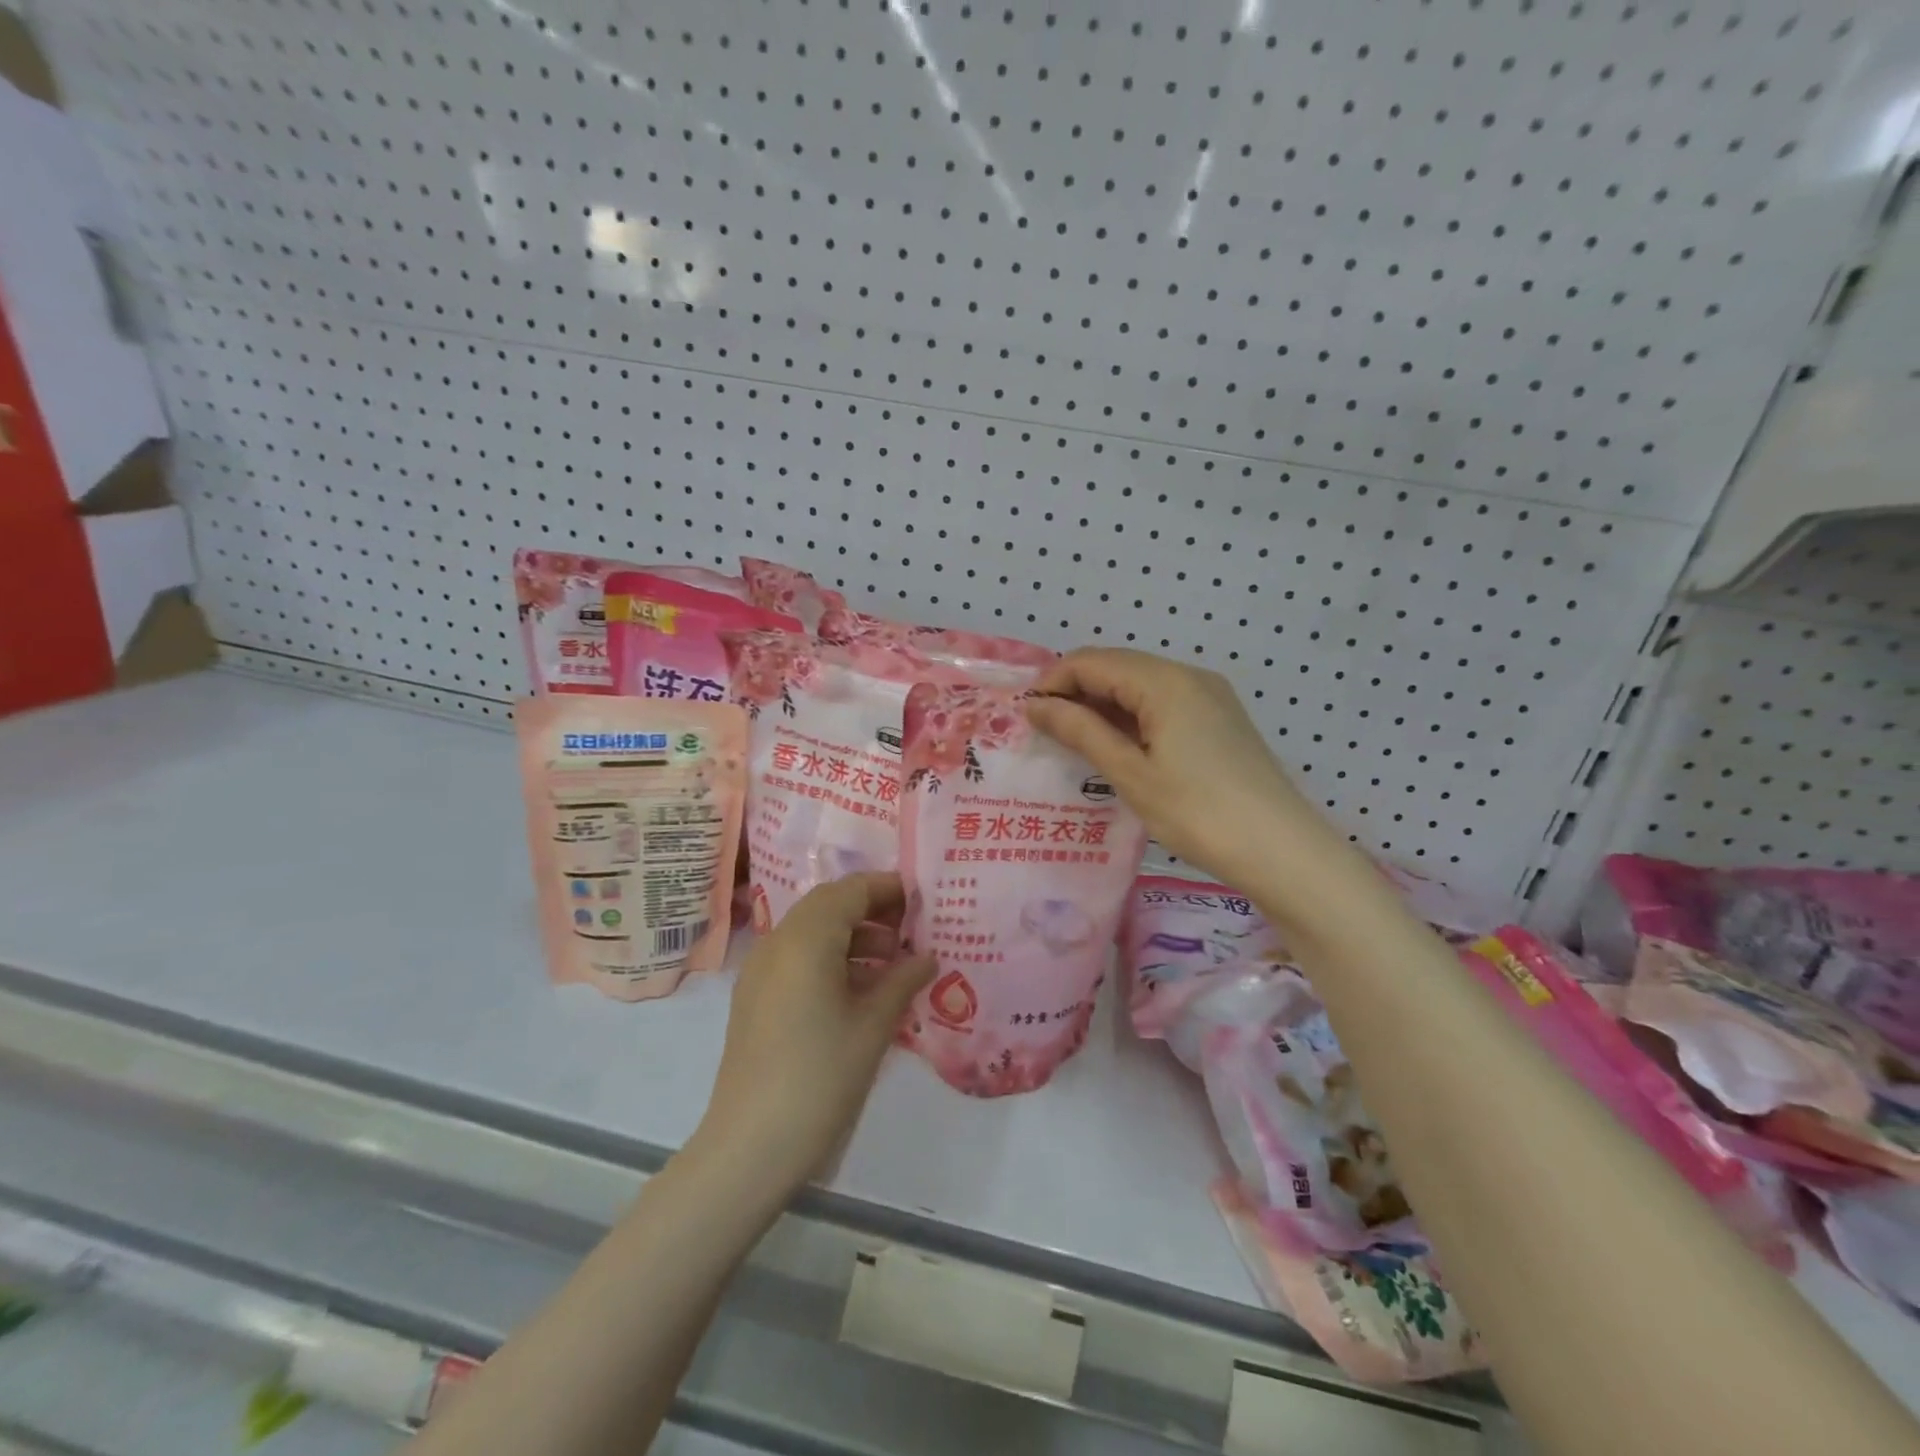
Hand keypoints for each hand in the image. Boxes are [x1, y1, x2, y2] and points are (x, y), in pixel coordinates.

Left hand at [697, 872, 933, 1190]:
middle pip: (828, 904)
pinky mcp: (754, 997)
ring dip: (851, 933)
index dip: (888, 888)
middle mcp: (778, 942)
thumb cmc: (821, 1077)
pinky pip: (796, 956)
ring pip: (811, 930)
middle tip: (911, 927)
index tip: (922, 899)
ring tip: (892, 961)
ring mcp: (760, 970)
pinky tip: (859, 988)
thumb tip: (928, 956)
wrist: (751, 1145)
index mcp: (806, 939)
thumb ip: (903, 980)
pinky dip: (829, 956)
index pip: (850, 890)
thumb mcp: (873, 1026)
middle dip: (871, 908)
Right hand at [1026, 648, 1334, 888]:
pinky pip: (1162, 703)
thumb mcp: (1130, 773)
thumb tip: (1036, 706)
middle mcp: (1188, 676)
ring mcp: (1208, 696)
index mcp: (1164, 681)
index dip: (1053, 682)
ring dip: (1102, 706)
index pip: (1093, 661)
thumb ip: (1081, 731)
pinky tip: (1116, 747)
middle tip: (1045, 731)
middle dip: (1075, 692)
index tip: (1026, 716)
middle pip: (1117, 667)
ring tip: (1073, 742)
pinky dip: (1131, 717)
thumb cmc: (1198, 812)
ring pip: (1139, 686)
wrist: (1281, 850)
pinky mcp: (1219, 719)